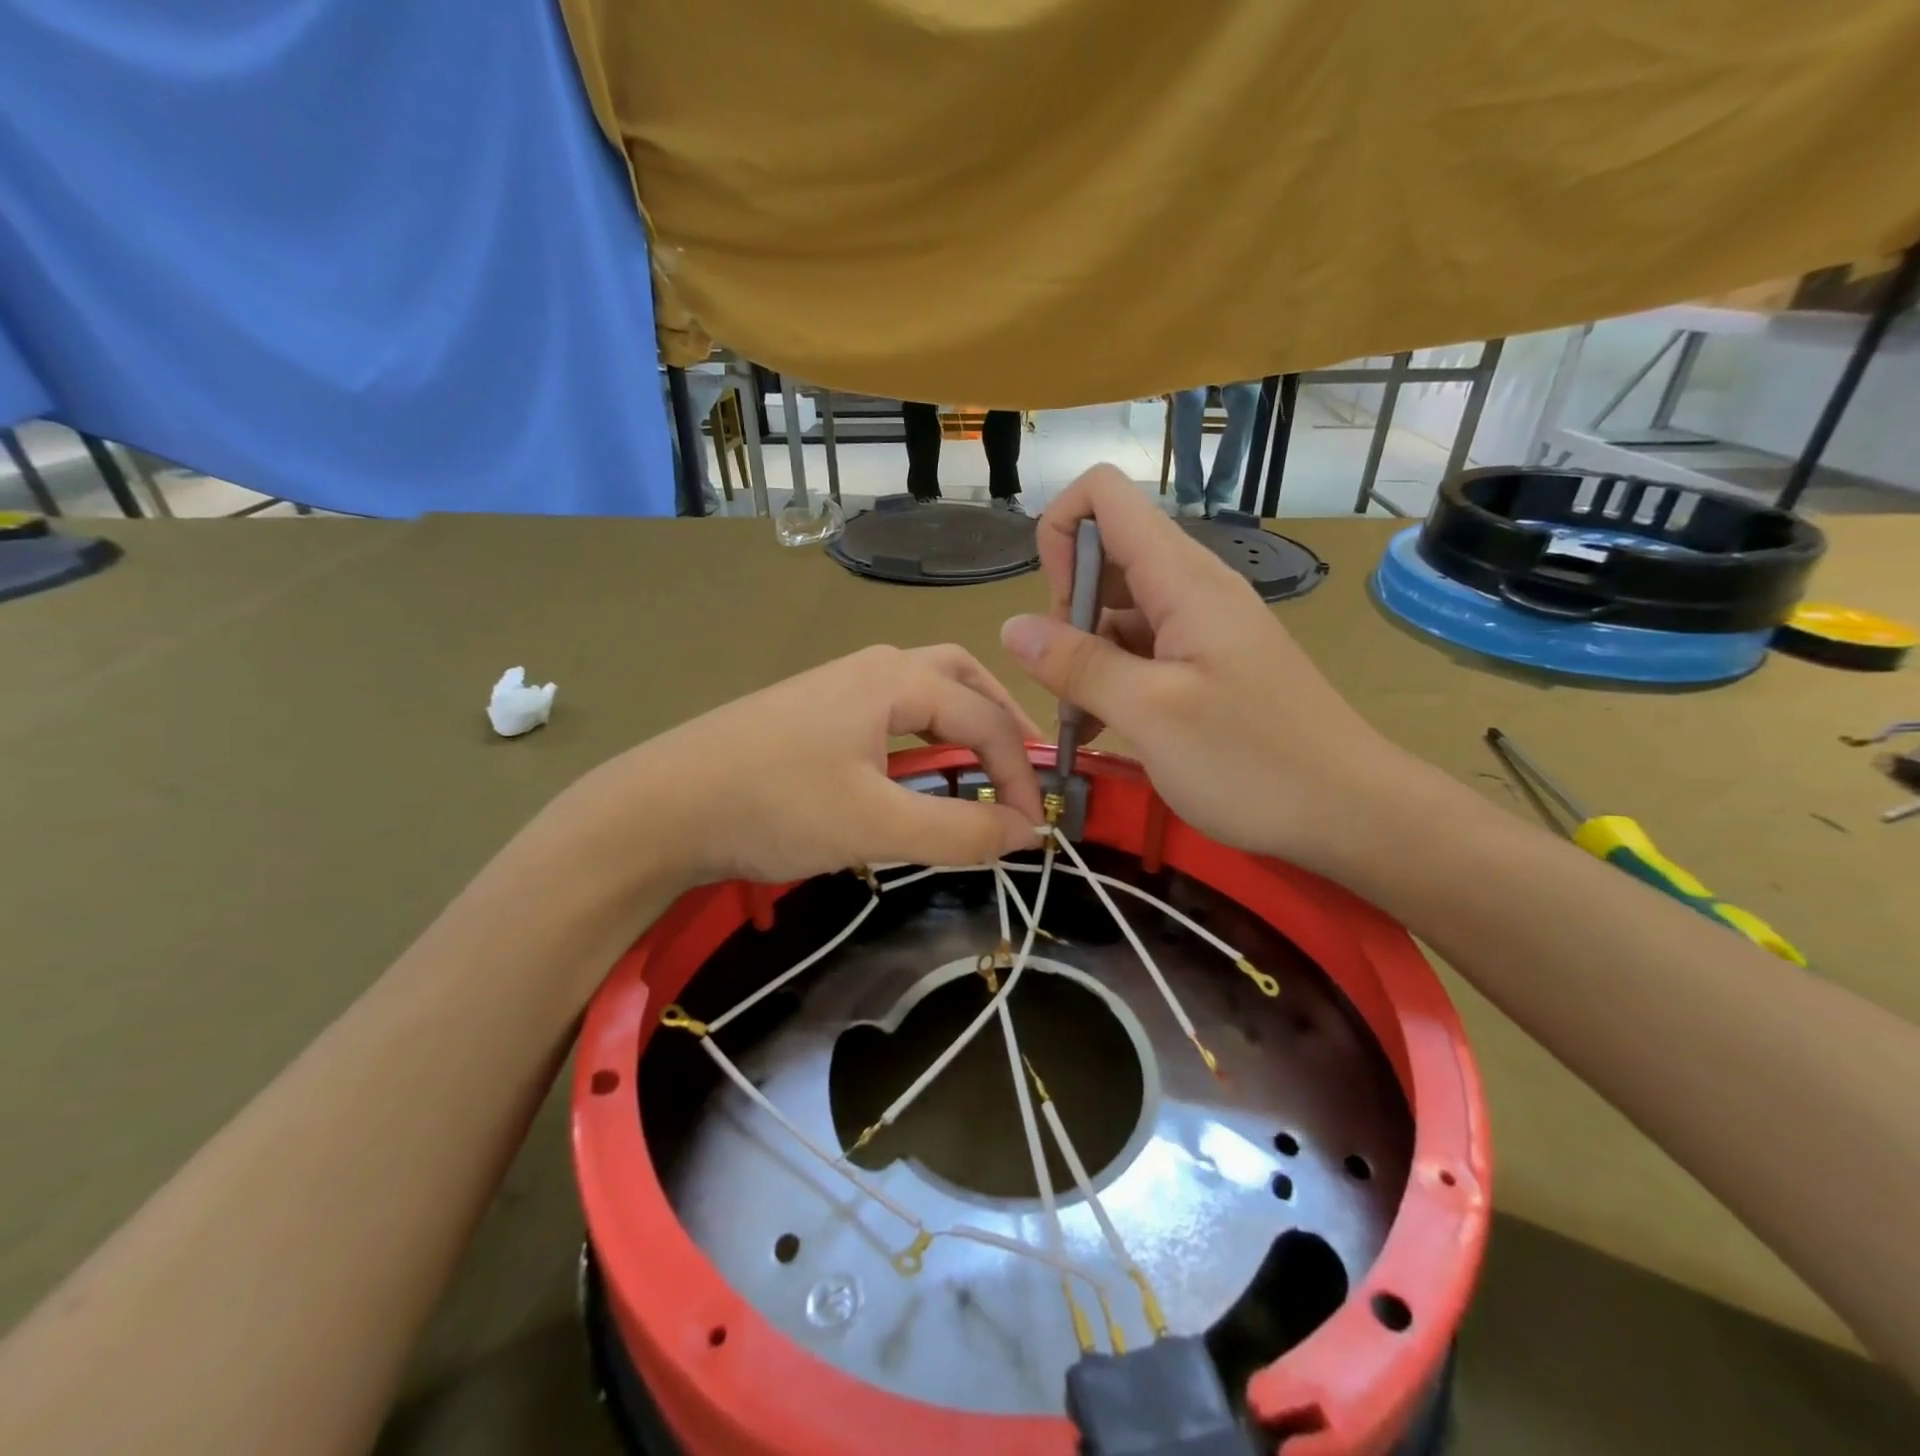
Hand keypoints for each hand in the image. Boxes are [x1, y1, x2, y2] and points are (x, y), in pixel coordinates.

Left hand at [579, 645, 1044, 887]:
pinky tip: (914, 770)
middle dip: (1000, 719)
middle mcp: (872, 667)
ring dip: (962, 722)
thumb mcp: (875, 824)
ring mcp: (837, 686)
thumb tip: (1023, 833)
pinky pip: (890, 712)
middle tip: (1021, 767)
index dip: (1019, 773)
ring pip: (923, 690)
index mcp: (894, 679)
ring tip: (980, 766)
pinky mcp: (813, 713)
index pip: (985, 718)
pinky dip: (923, 734)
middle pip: (960, 677)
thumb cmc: (774, 805)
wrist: (660, 807)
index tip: (1031, 828)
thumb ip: (958, 831)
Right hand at [999, 465, 1422, 873]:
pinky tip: (1105, 729)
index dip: (1062, 534)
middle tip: (1068, 681)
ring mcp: (1201, 626)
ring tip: (1082, 720)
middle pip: (1106, 555)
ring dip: (1085, 654)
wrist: (1350, 812)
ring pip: (1118, 609)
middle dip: (1066, 609)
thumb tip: (1011, 627)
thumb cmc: (1253, 761)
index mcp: (1183, 579)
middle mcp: (1191, 587)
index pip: (1105, 495)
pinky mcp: (1206, 663)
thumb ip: (1078, 665)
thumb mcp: (1151, 714)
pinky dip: (1112, 678)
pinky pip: (1142, 648)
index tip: (1055, 610)